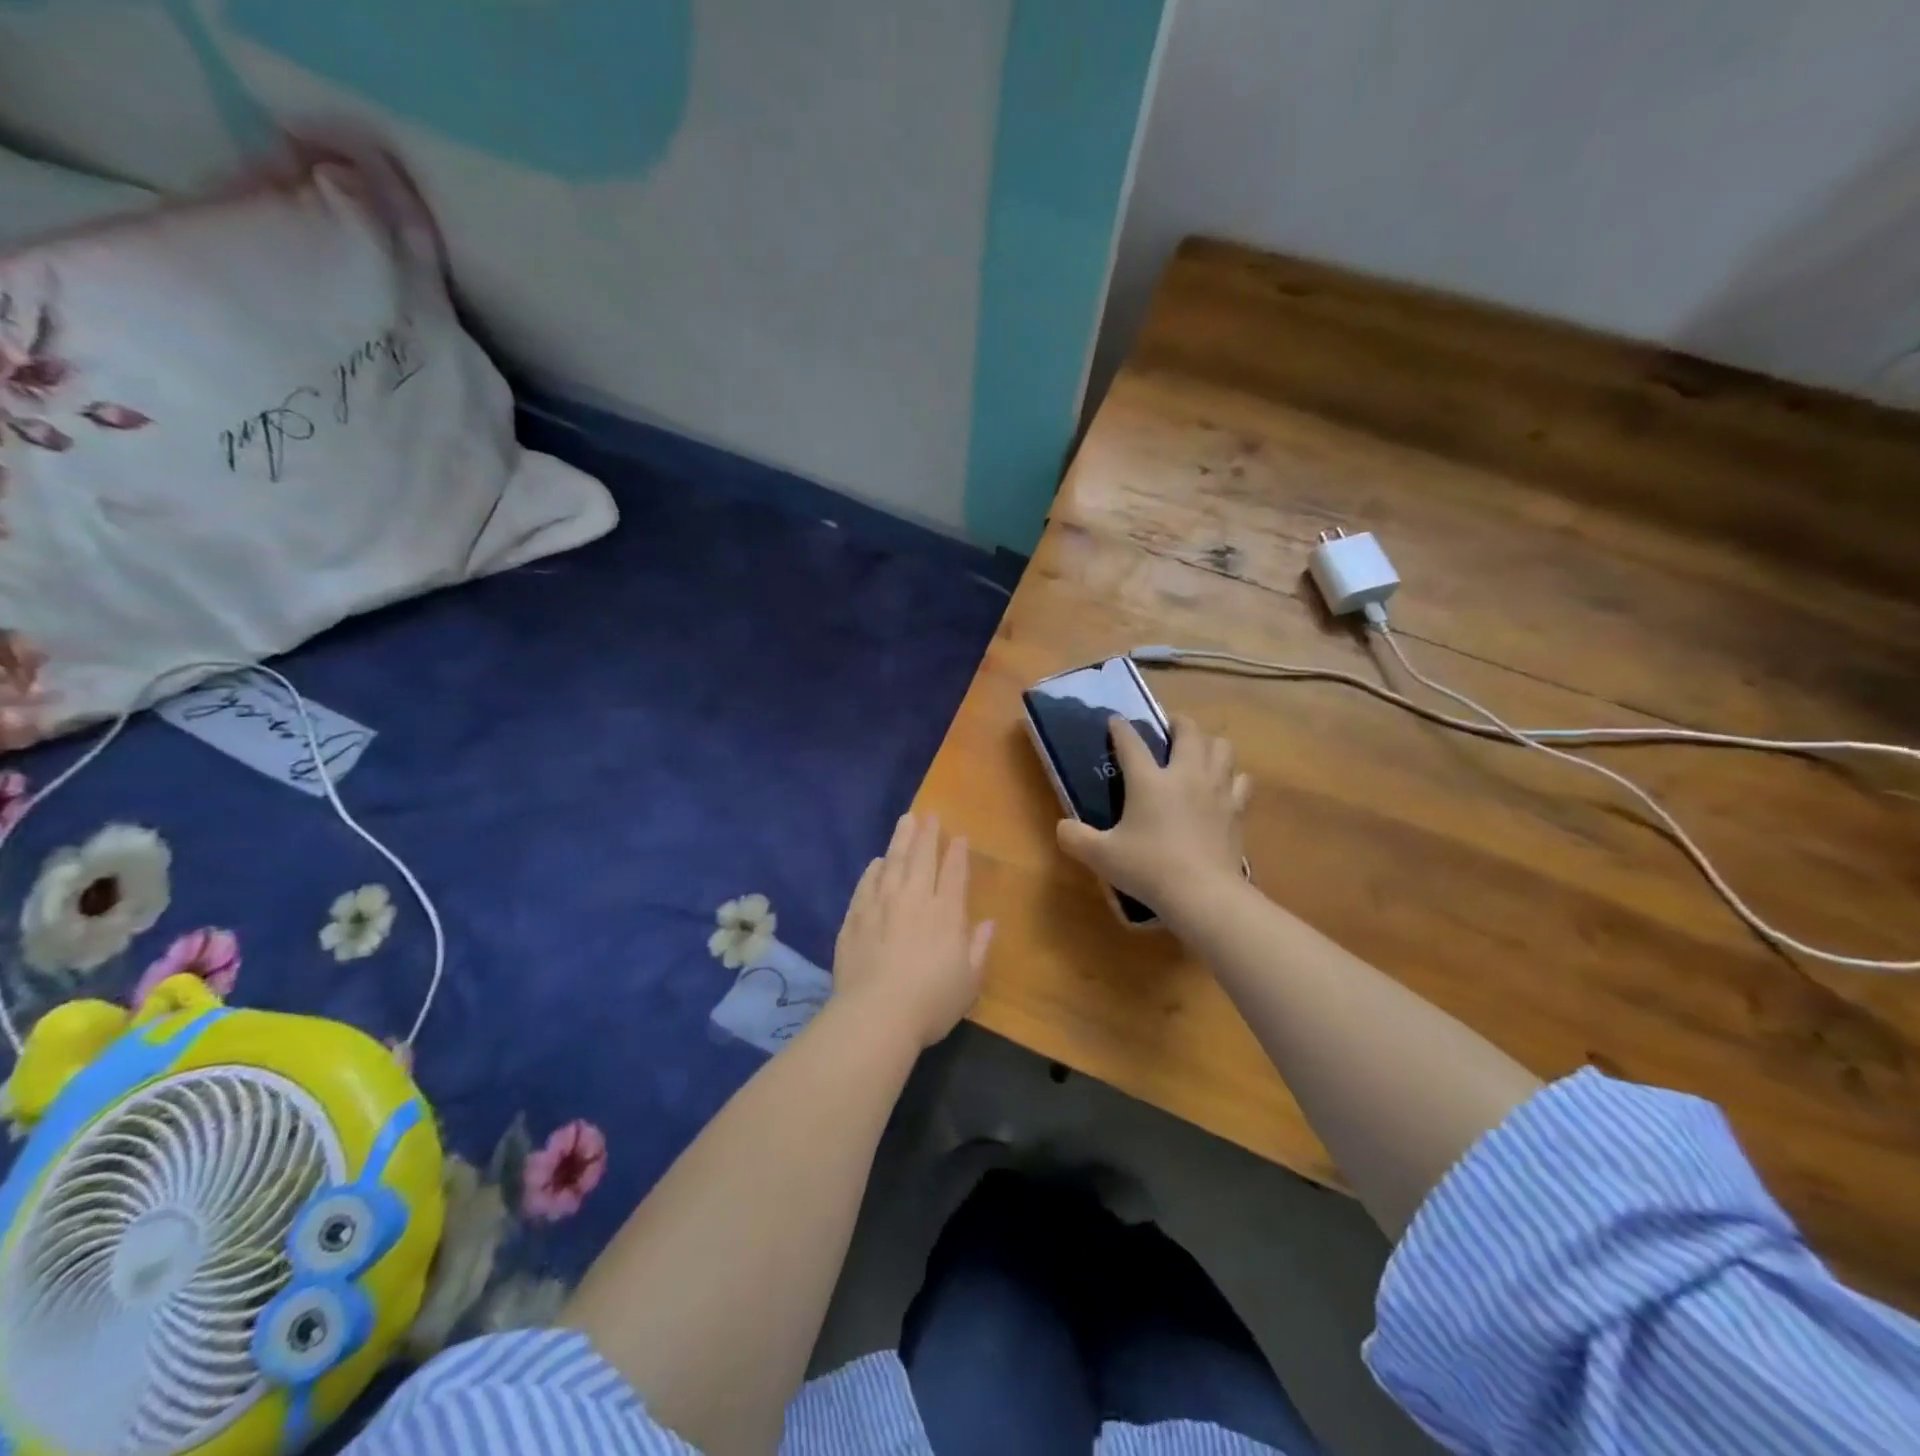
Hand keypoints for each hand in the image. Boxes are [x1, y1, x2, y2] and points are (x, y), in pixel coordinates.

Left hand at [833, 814, 993, 1048]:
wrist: (876, 1015)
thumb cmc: (931, 1002)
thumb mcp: (969, 982)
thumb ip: (979, 948)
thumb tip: (989, 923)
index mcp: (946, 913)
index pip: (953, 873)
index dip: (957, 852)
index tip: (958, 835)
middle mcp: (914, 900)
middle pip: (921, 858)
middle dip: (927, 835)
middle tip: (928, 815)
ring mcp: (881, 905)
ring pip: (892, 863)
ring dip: (900, 840)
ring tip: (905, 821)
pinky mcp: (855, 918)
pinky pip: (866, 885)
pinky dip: (873, 871)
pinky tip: (876, 863)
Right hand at [1056, 716, 1250, 917]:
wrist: (1203, 894)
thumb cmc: (1149, 869)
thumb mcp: (1101, 856)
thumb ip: (1075, 838)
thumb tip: (1063, 827)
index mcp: (1149, 780)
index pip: (1131, 742)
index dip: (1120, 728)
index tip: (1115, 720)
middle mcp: (1185, 774)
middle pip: (1188, 731)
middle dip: (1177, 723)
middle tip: (1168, 729)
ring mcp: (1216, 789)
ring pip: (1221, 747)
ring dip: (1208, 743)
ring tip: (1197, 752)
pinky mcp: (1236, 809)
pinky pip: (1240, 779)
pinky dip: (1231, 776)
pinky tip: (1223, 786)